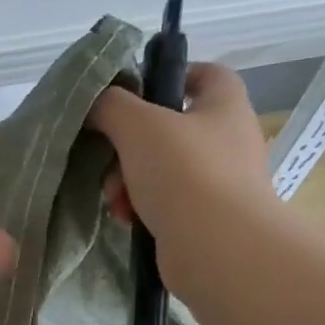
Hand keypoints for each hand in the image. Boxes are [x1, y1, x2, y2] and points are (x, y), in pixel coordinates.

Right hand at [88, 63, 276, 277]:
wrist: (219, 250)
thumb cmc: (185, 173)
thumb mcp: (138, 125)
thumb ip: (111, 105)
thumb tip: (96, 103)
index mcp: (224, 106)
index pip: (205, 74)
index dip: (170, 76)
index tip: (134, 93)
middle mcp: (228, 141)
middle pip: (169, 128)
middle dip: (129, 145)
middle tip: (109, 159)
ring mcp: (220, 183)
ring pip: (160, 169)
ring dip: (128, 181)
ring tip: (115, 198)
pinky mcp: (206, 220)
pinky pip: (165, 204)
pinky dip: (141, 208)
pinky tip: (126, 219)